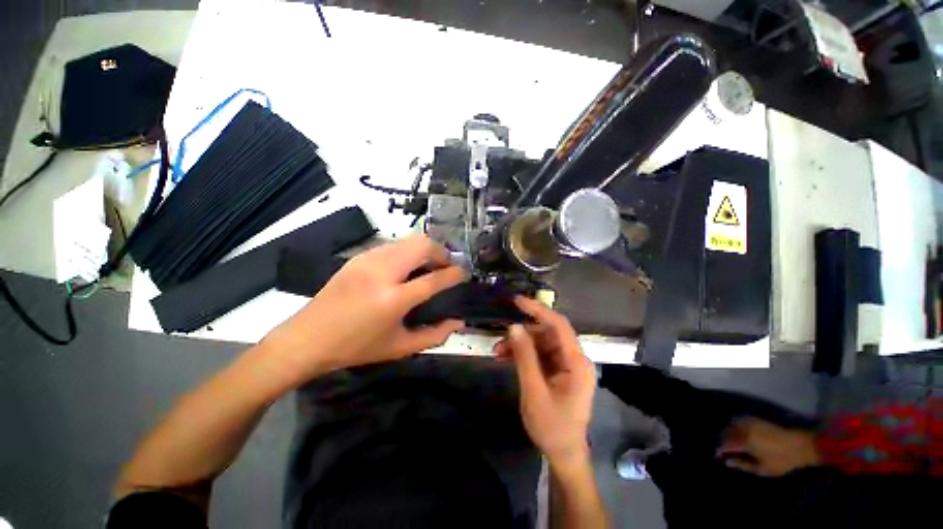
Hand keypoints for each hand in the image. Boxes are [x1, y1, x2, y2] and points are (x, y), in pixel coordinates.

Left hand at [261, 235, 465, 384]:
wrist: (307, 338)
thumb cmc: (356, 348)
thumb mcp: (399, 348)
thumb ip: (434, 335)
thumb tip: (459, 322)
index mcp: (393, 299)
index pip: (434, 279)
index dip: (455, 274)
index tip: (465, 273)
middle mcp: (382, 273)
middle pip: (422, 246)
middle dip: (441, 252)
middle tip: (446, 266)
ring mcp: (368, 260)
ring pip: (408, 240)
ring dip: (425, 249)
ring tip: (429, 265)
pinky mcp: (359, 257)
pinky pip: (393, 245)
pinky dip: (407, 251)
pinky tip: (406, 267)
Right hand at [495, 297, 595, 466]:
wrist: (563, 453)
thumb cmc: (551, 426)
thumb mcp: (534, 391)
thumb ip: (525, 357)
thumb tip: (514, 327)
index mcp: (576, 362)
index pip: (559, 325)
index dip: (538, 310)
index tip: (517, 301)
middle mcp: (574, 358)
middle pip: (548, 333)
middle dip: (523, 333)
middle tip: (500, 337)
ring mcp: (566, 364)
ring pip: (541, 343)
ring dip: (520, 344)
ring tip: (499, 351)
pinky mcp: (558, 370)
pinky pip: (540, 354)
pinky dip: (524, 354)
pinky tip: (506, 357)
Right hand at [716, 417, 819, 476]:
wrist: (800, 445)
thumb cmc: (782, 460)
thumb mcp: (763, 469)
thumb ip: (744, 465)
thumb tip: (727, 462)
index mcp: (744, 441)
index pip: (725, 444)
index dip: (720, 450)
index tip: (718, 456)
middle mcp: (744, 429)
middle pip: (726, 432)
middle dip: (722, 440)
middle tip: (724, 450)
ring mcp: (749, 422)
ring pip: (730, 425)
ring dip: (728, 432)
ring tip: (730, 442)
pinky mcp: (755, 419)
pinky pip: (738, 420)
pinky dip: (734, 426)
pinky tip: (738, 432)